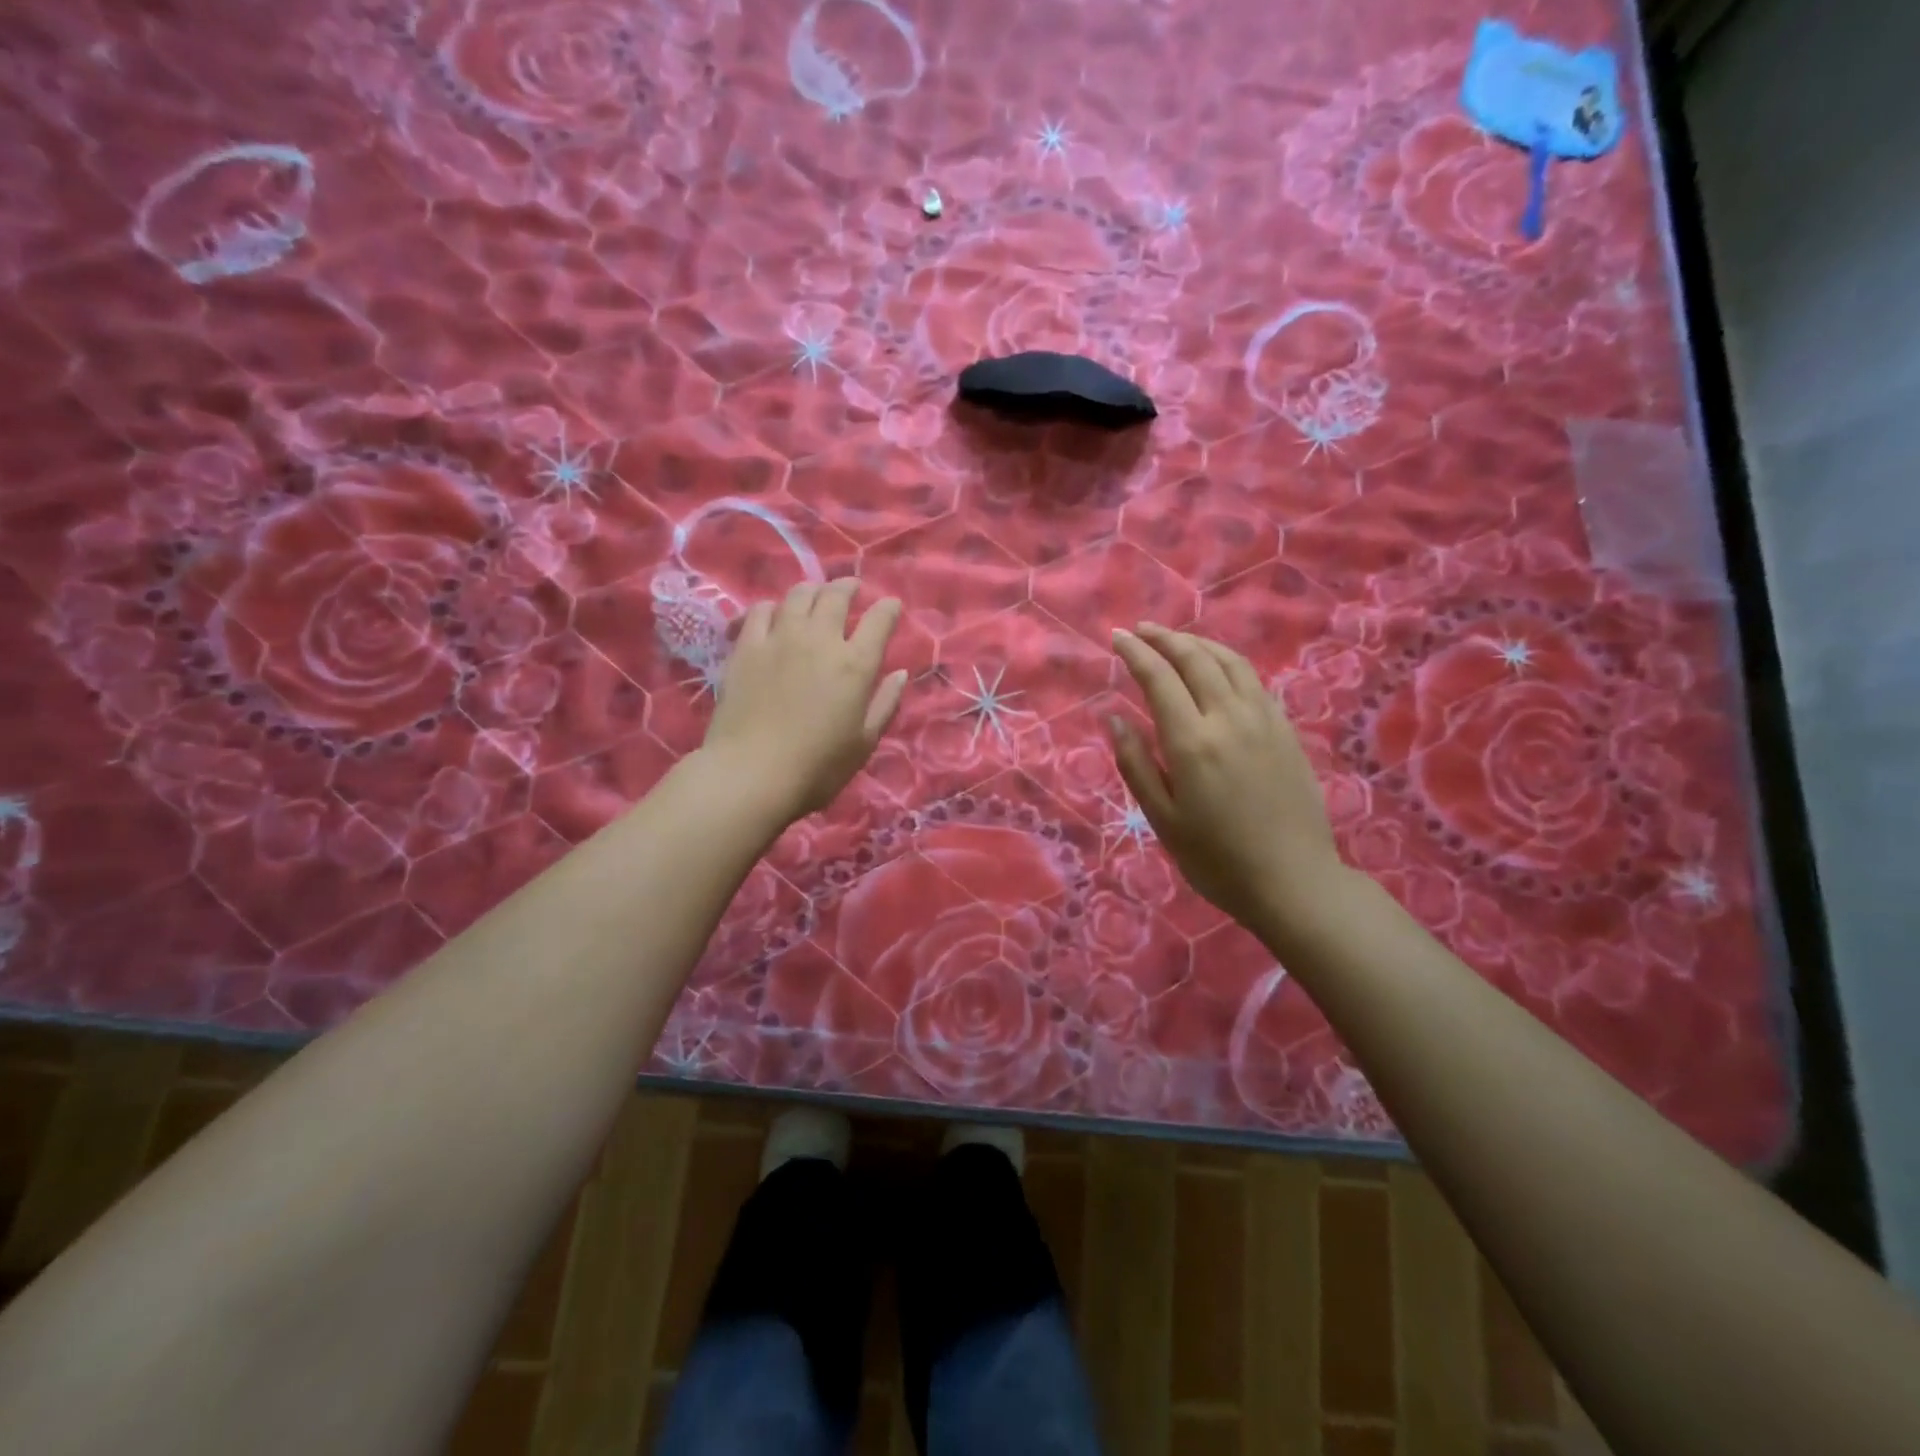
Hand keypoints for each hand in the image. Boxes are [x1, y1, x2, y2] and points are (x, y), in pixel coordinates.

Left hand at [703, 580, 906, 820]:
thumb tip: (900, 673)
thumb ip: (885, 703)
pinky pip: (760, 610)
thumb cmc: (817, 767)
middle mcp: (820, 640)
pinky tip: (774, 615)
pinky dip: (773, 607)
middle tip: (852, 589)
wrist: (752, 774)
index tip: (891, 606)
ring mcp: (779, 639)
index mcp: (855, 664)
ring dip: (813, 591)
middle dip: (848, 587)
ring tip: (816, 596)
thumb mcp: (864, 742)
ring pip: (799, 595)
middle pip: (836, 596)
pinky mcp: (746, 647)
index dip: (888, 608)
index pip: (879, 620)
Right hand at [1109, 622, 1343, 937]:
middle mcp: (1229, 718)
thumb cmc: (1216, 858)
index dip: (1136, 653)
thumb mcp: (1162, 818)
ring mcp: (1263, 720)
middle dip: (1165, 638)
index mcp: (1192, 742)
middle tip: (1141, 630)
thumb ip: (1136, 763)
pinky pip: (1253, 680)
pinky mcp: (1286, 730)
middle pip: (1196, 659)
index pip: (1159, 678)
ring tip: (1176, 639)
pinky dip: (1228, 661)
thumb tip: (1115, 719)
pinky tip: (1217, 668)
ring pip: (1230, 662)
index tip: (1118, 637)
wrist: (1293, 881)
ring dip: (1198, 643)